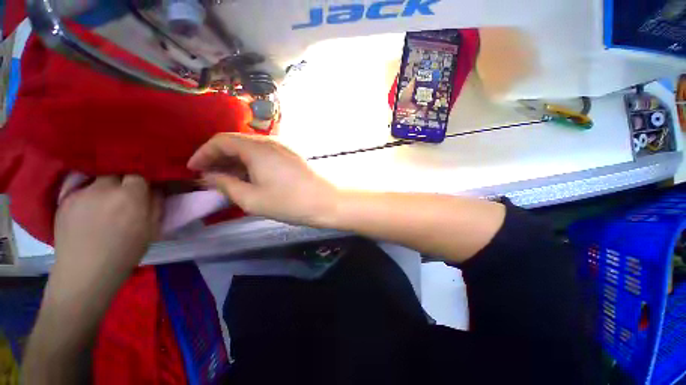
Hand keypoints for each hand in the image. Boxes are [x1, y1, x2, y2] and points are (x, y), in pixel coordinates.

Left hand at [53, 175, 161, 278]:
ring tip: (104, 201)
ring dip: (104, 187)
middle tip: (124, 195)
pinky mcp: (64, 200)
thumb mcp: (152, 229)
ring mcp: (81, 192)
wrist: (86, 272)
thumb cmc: (126, 252)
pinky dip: (88, 194)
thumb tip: (156, 189)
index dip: (142, 180)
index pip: (138, 174)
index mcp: (130, 196)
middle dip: (123, 181)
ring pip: (97, 179)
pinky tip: (89, 209)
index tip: (144, 189)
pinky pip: (80, 188)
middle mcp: (104, 188)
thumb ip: (156, 204)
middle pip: (116, 172)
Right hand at [188, 133, 339, 226]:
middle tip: (207, 176)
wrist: (327, 200)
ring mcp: (283, 147)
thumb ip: (226, 185)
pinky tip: (249, 176)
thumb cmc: (290, 202)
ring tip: (226, 178)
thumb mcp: (252, 199)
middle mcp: (270, 142)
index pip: (221, 141)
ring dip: (235, 161)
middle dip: (218, 158)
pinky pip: (264, 154)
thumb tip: (209, 176)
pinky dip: (251, 163)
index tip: (193, 169)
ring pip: (251, 149)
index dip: (203, 153)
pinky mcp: (291, 156)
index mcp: (257, 148)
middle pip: (236, 143)